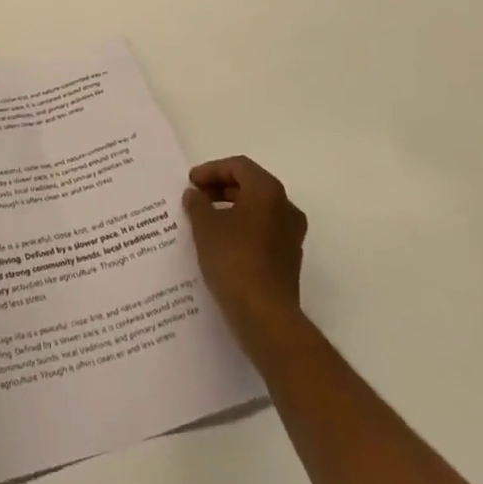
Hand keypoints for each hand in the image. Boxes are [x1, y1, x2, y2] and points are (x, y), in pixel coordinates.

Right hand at [183, 156, 308, 357]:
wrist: (266, 317)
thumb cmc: (234, 260)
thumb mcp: (205, 227)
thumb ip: (197, 203)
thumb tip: (195, 194)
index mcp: (268, 191)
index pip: (238, 166)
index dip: (211, 170)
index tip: (191, 183)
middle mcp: (285, 208)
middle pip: (250, 185)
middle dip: (221, 188)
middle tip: (196, 197)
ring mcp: (291, 235)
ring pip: (258, 209)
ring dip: (231, 208)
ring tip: (204, 219)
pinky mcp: (289, 259)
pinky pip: (263, 231)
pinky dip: (242, 228)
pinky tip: (221, 243)